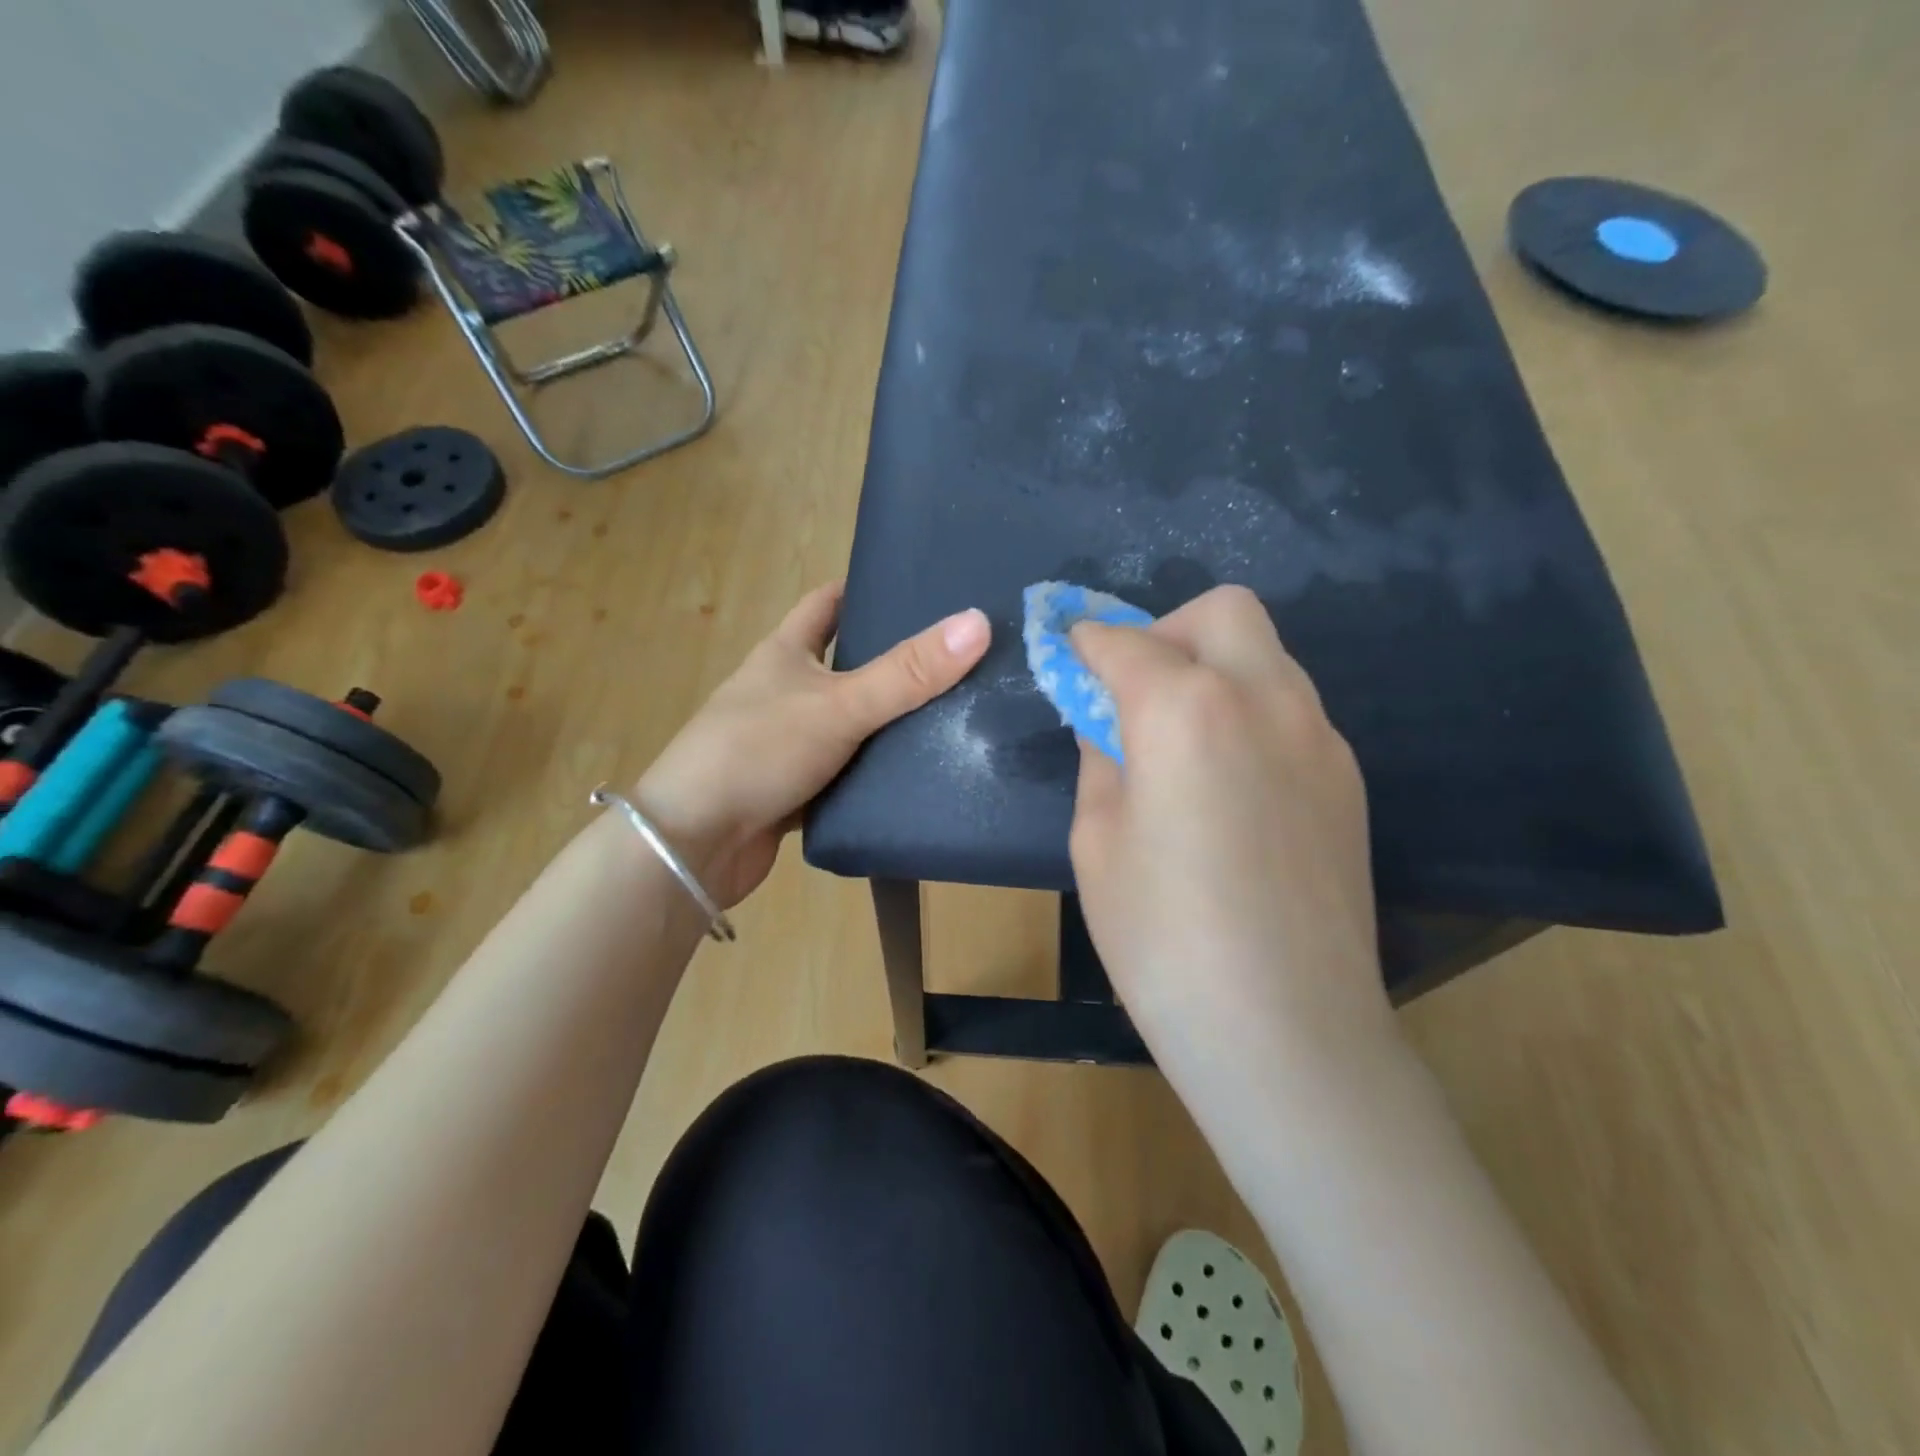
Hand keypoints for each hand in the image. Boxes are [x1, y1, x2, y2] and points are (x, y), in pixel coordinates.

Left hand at [635, 581, 990, 906]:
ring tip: (954, 715)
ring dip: (888, 722)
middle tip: (955, 659)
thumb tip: (978, 623)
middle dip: (892, 660)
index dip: (865, 590)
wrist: (694, 845)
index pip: (827, 603)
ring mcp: (786, 743)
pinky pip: (845, 772)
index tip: (917, 590)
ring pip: (849, 723)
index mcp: (785, 653)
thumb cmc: (757, 752)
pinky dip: (874, 773)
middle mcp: (783, 691)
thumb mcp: (839, 705)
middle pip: (845, 664)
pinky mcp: (794, 790)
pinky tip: (917, 775)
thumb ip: (907, 673)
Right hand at [1068, 585, 1391, 1065]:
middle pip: (1222, 612)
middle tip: (1133, 691)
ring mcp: (1319, 736)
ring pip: (1265, 656)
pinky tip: (1228, 785)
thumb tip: (1108, 724)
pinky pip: (1290, 709)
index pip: (1125, 641)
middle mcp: (1265, 698)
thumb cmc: (1163, 938)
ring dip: (1212, 670)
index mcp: (1187, 709)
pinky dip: (1248, 713)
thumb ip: (1101, 759)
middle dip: (1166, 631)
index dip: (1085, 640)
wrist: (1287, 1031)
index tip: (1067, 650)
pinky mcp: (1346, 777)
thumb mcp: (1097, 840)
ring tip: (1180, 742)